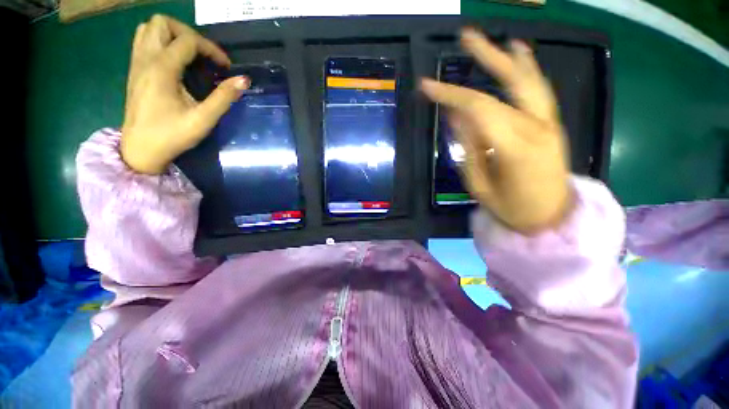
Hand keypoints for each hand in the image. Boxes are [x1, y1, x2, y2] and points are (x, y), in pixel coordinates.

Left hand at [121, 15, 249, 174]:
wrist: (141, 149)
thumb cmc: (172, 135)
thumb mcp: (203, 119)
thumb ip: (224, 97)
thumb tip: (244, 80)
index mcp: (162, 69)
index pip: (188, 41)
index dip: (212, 49)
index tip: (226, 67)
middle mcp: (145, 59)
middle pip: (162, 23)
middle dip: (188, 33)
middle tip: (204, 54)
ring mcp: (137, 63)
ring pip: (149, 29)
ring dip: (172, 34)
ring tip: (190, 55)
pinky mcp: (135, 71)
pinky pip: (144, 42)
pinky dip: (162, 43)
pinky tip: (176, 62)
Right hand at [422, 28, 571, 233]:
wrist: (551, 216)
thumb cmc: (511, 208)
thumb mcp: (479, 185)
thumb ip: (469, 149)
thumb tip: (456, 118)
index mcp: (515, 147)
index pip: (478, 108)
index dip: (450, 94)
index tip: (426, 87)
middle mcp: (536, 126)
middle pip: (508, 82)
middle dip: (485, 57)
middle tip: (465, 36)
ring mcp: (549, 122)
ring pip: (528, 80)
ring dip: (509, 57)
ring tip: (495, 39)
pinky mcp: (552, 124)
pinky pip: (539, 90)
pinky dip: (528, 70)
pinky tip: (520, 55)